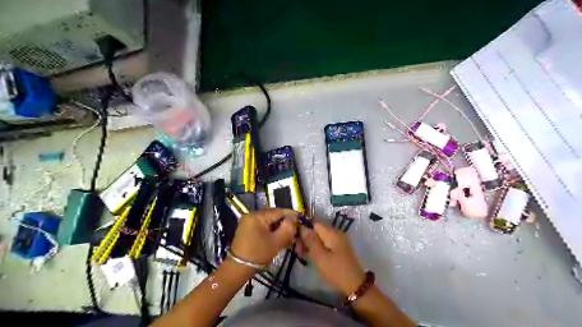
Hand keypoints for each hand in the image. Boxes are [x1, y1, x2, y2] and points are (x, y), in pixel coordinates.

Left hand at [229, 208, 296, 265]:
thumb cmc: (258, 254)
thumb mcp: (277, 241)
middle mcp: (252, 214)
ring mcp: (248, 220)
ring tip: (287, 235)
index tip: (301, 220)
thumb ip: (288, 227)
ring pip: (269, 220)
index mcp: (257, 216)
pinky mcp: (247, 227)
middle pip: (274, 215)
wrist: (238, 268)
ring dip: (278, 226)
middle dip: (285, 222)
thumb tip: (295, 218)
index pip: (279, 211)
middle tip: (295, 230)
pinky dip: (271, 229)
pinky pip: (263, 224)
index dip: (291, 215)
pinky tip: (276, 237)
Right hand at [300, 222, 362, 296]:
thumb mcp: (320, 256)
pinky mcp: (340, 248)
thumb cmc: (336, 271)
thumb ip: (310, 240)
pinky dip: (318, 248)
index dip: (303, 229)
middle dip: (306, 238)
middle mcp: (336, 233)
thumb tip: (302, 226)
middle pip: (317, 230)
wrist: (355, 285)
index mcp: (332, 233)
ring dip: (311, 244)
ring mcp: (339, 240)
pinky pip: (326, 243)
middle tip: (298, 250)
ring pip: (321, 237)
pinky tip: (312, 256)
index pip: (314, 223)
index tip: (295, 240)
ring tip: (303, 254)